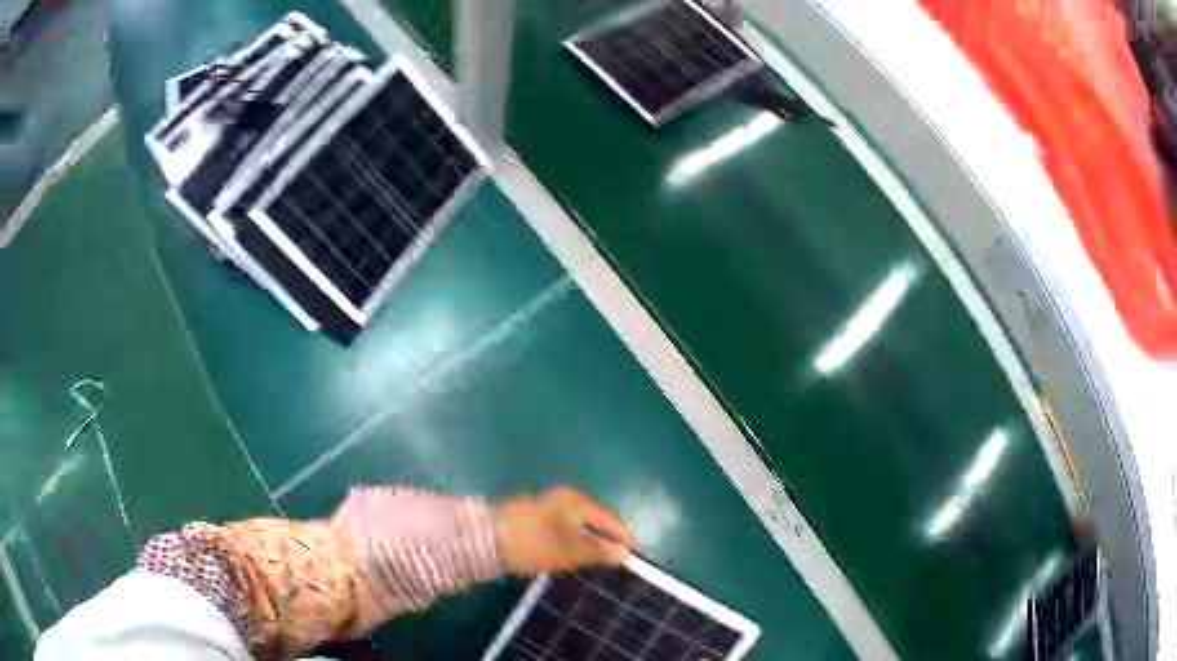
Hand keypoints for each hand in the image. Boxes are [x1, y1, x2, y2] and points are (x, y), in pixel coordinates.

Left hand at [494, 487, 635, 575]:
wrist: (484, 539)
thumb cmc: (533, 544)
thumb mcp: (570, 551)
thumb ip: (600, 551)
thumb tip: (626, 553)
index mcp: (579, 502)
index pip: (613, 519)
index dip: (625, 538)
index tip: (635, 557)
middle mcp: (566, 498)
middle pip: (597, 519)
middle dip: (609, 539)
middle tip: (617, 561)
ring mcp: (549, 505)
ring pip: (580, 524)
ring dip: (591, 541)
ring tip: (597, 561)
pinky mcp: (535, 516)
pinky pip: (566, 527)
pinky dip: (574, 540)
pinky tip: (571, 554)